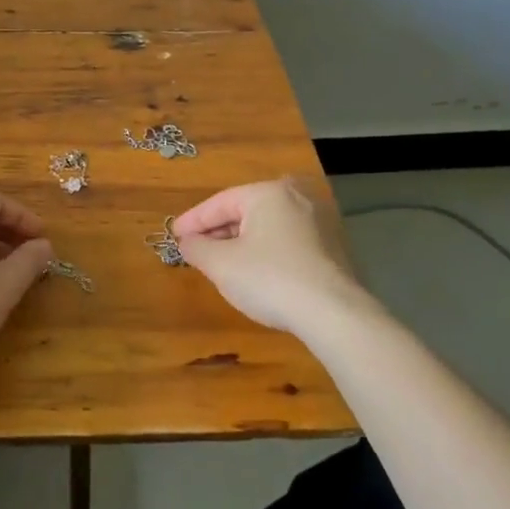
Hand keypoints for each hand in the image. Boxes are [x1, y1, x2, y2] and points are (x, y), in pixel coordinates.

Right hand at [172, 178, 374, 338]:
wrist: (335, 315)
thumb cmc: (270, 279)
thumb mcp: (221, 265)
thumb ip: (197, 248)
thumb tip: (186, 242)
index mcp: (268, 193)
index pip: (220, 202)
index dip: (193, 220)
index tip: (174, 235)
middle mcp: (297, 198)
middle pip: (245, 212)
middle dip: (218, 232)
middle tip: (195, 249)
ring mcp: (320, 223)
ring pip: (268, 228)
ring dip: (241, 243)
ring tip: (221, 262)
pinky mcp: (333, 249)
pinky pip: (288, 243)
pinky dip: (266, 252)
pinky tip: (256, 273)